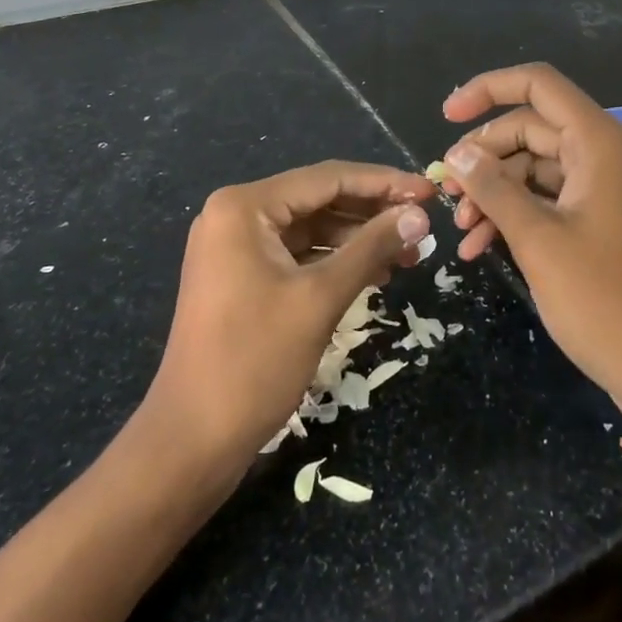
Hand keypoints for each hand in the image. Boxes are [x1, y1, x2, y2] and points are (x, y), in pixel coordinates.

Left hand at [145, 162, 433, 466]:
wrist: (191, 443)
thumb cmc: (254, 362)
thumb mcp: (320, 298)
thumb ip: (372, 248)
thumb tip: (419, 215)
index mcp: (244, 207)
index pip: (328, 178)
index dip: (384, 183)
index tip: (430, 191)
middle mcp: (236, 214)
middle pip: (320, 199)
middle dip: (373, 212)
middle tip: (424, 225)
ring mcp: (236, 247)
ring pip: (312, 228)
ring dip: (359, 238)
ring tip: (409, 253)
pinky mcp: (241, 276)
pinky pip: (298, 254)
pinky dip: (335, 261)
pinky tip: (375, 273)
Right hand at [440, 65, 621, 425]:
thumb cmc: (603, 299)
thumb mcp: (537, 239)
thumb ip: (492, 188)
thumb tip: (456, 155)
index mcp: (597, 141)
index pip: (537, 85)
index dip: (488, 90)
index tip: (446, 117)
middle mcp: (602, 152)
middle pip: (529, 128)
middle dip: (483, 157)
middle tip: (447, 193)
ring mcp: (601, 186)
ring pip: (532, 167)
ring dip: (493, 192)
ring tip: (461, 230)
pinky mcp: (597, 218)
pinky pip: (545, 198)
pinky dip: (513, 215)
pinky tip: (479, 248)